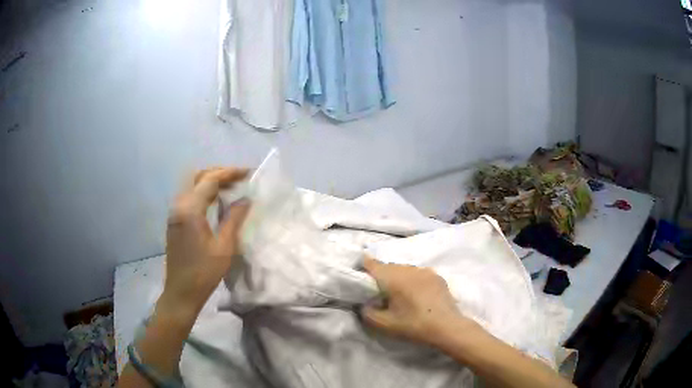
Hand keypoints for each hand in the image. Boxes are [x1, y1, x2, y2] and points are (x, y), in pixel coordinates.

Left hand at [161, 167, 250, 315]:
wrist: (181, 292)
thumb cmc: (204, 273)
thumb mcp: (224, 247)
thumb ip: (234, 219)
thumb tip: (246, 200)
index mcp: (190, 210)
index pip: (210, 180)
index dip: (230, 173)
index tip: (248, 173)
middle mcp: (179, 205)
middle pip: (197, 176)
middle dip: (218, 173)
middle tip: (238, 179)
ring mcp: (174, 213)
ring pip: (191, 185)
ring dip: (210, 181)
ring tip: (231, 188)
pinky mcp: (174, 221)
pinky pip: (188, 196)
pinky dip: (203, 192)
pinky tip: (216, 202)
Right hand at [362, 257, 480, 345]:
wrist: (447, 326)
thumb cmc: (413, 325)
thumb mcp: (384, 324)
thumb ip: (367, 312)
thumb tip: (363, 303)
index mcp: (393, 278)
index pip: (372, 263)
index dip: (363, 266)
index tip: (359, 274)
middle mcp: (408, 269)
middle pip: (388, 266)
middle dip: (381, 275)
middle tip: (379, 291)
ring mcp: (424, 270)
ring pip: (404, 269)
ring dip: (398, 277)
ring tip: (399, 293)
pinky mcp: (436, 276)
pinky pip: (418, 273)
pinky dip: (413, 279)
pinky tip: (416, 293)